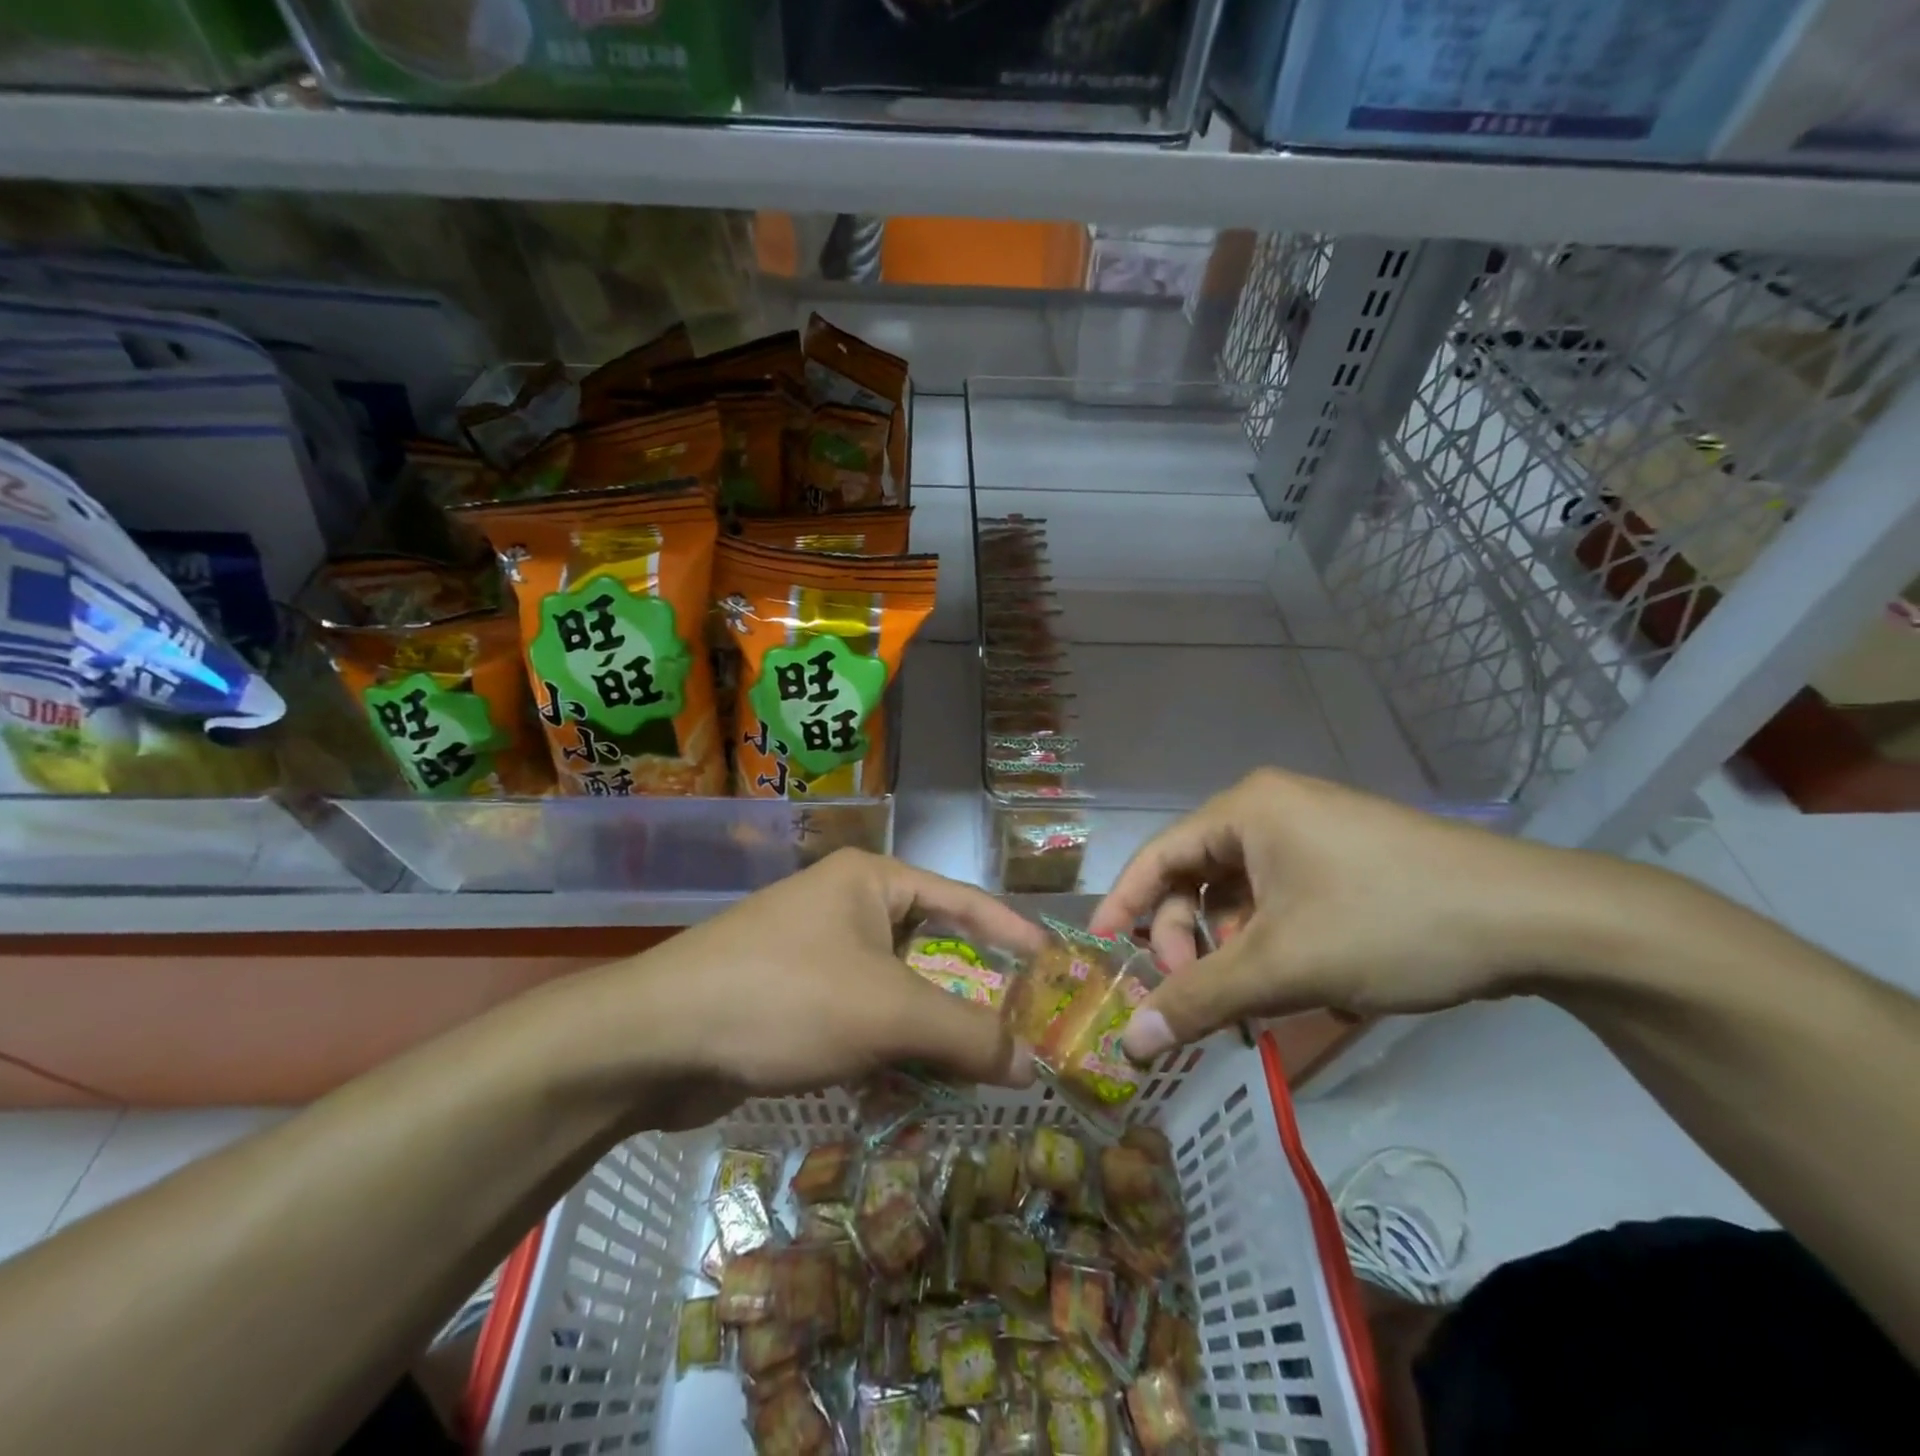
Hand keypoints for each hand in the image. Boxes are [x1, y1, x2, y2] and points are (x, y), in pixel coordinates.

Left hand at [552, 850, 1048, 1127]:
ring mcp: (816, 951)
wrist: (654, 1040)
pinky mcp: (792, 996)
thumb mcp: (887, 1013)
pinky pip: (860, 1016)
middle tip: (1023, 1036)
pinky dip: (887, 1049)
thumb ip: (966, 1036)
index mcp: (873, 880)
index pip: (965, 902)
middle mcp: (847, 905)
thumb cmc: (785, 999)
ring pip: (896, 990)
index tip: (1059, 968)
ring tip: (975, 1074)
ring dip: (930, 1032)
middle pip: (932, 949)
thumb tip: (1034, 1063)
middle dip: (972, 997)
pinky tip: (908, 1090)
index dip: (1015, 934)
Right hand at [1088, 770, 1584, 1059]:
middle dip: (1185, 935)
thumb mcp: (1283, 966)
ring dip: (1229, 945)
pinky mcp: (1346, 859)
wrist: (1536, 920)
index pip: (1159, 854)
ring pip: (1240, 892)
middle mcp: (1272, 809)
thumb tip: (1130, 1042)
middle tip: (1191, 991)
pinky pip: (1280, 897)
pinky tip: (1287, 981)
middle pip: (1198, 875)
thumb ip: (1199, 999)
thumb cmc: (1388, 922)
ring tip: (1245, 997)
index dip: (1123, 902)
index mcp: (1247, 808)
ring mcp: (1313, 832)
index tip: (1099, 948)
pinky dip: (1268, 940)